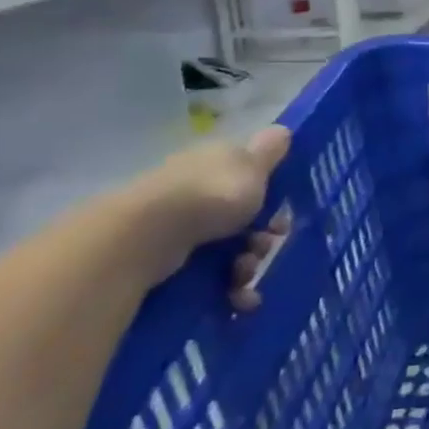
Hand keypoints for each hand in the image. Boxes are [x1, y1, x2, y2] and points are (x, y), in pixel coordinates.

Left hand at [135, 126, 290, 307]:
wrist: (146, 236)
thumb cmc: (210, 195)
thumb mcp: (252, 168)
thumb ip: (269, 152)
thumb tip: (281, 129)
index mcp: (216, 162)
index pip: (251, 177)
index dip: (273, 199)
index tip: (282, 219)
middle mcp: (196, 189)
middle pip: (242, 218)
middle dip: (260, 239)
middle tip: (264, 250)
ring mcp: (177, 224)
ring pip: (226, 249)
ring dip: (246, 267)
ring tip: (244, 281)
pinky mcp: (163, 258)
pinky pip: (206, 274)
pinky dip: (225, 288)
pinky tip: (236, 299)